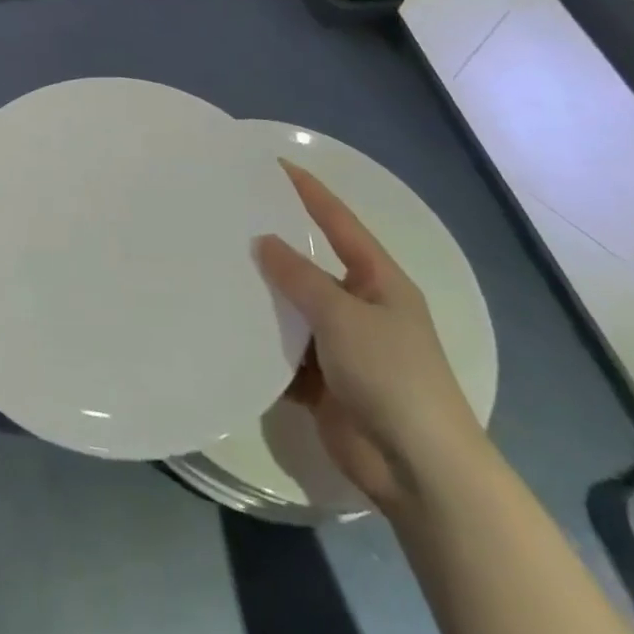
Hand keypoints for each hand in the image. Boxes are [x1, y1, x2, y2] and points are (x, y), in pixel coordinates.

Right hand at [253, 160, 486, 514]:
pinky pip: (283, 350)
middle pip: (310, 265)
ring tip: (214, 267)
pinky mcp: (322, 381)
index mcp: (379, 281)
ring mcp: (341, 346)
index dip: (310, 192)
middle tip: (227, 218)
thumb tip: (262, 240)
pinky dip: (260, 342)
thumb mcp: (344, 315)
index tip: (274, 164)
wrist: (419, 470)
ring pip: (292, 309)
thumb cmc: (393, 376)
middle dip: (274, 245)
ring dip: (262, 296)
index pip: (340, 223)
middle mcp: (360, 307)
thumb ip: (300, 277)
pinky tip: (223, 325)